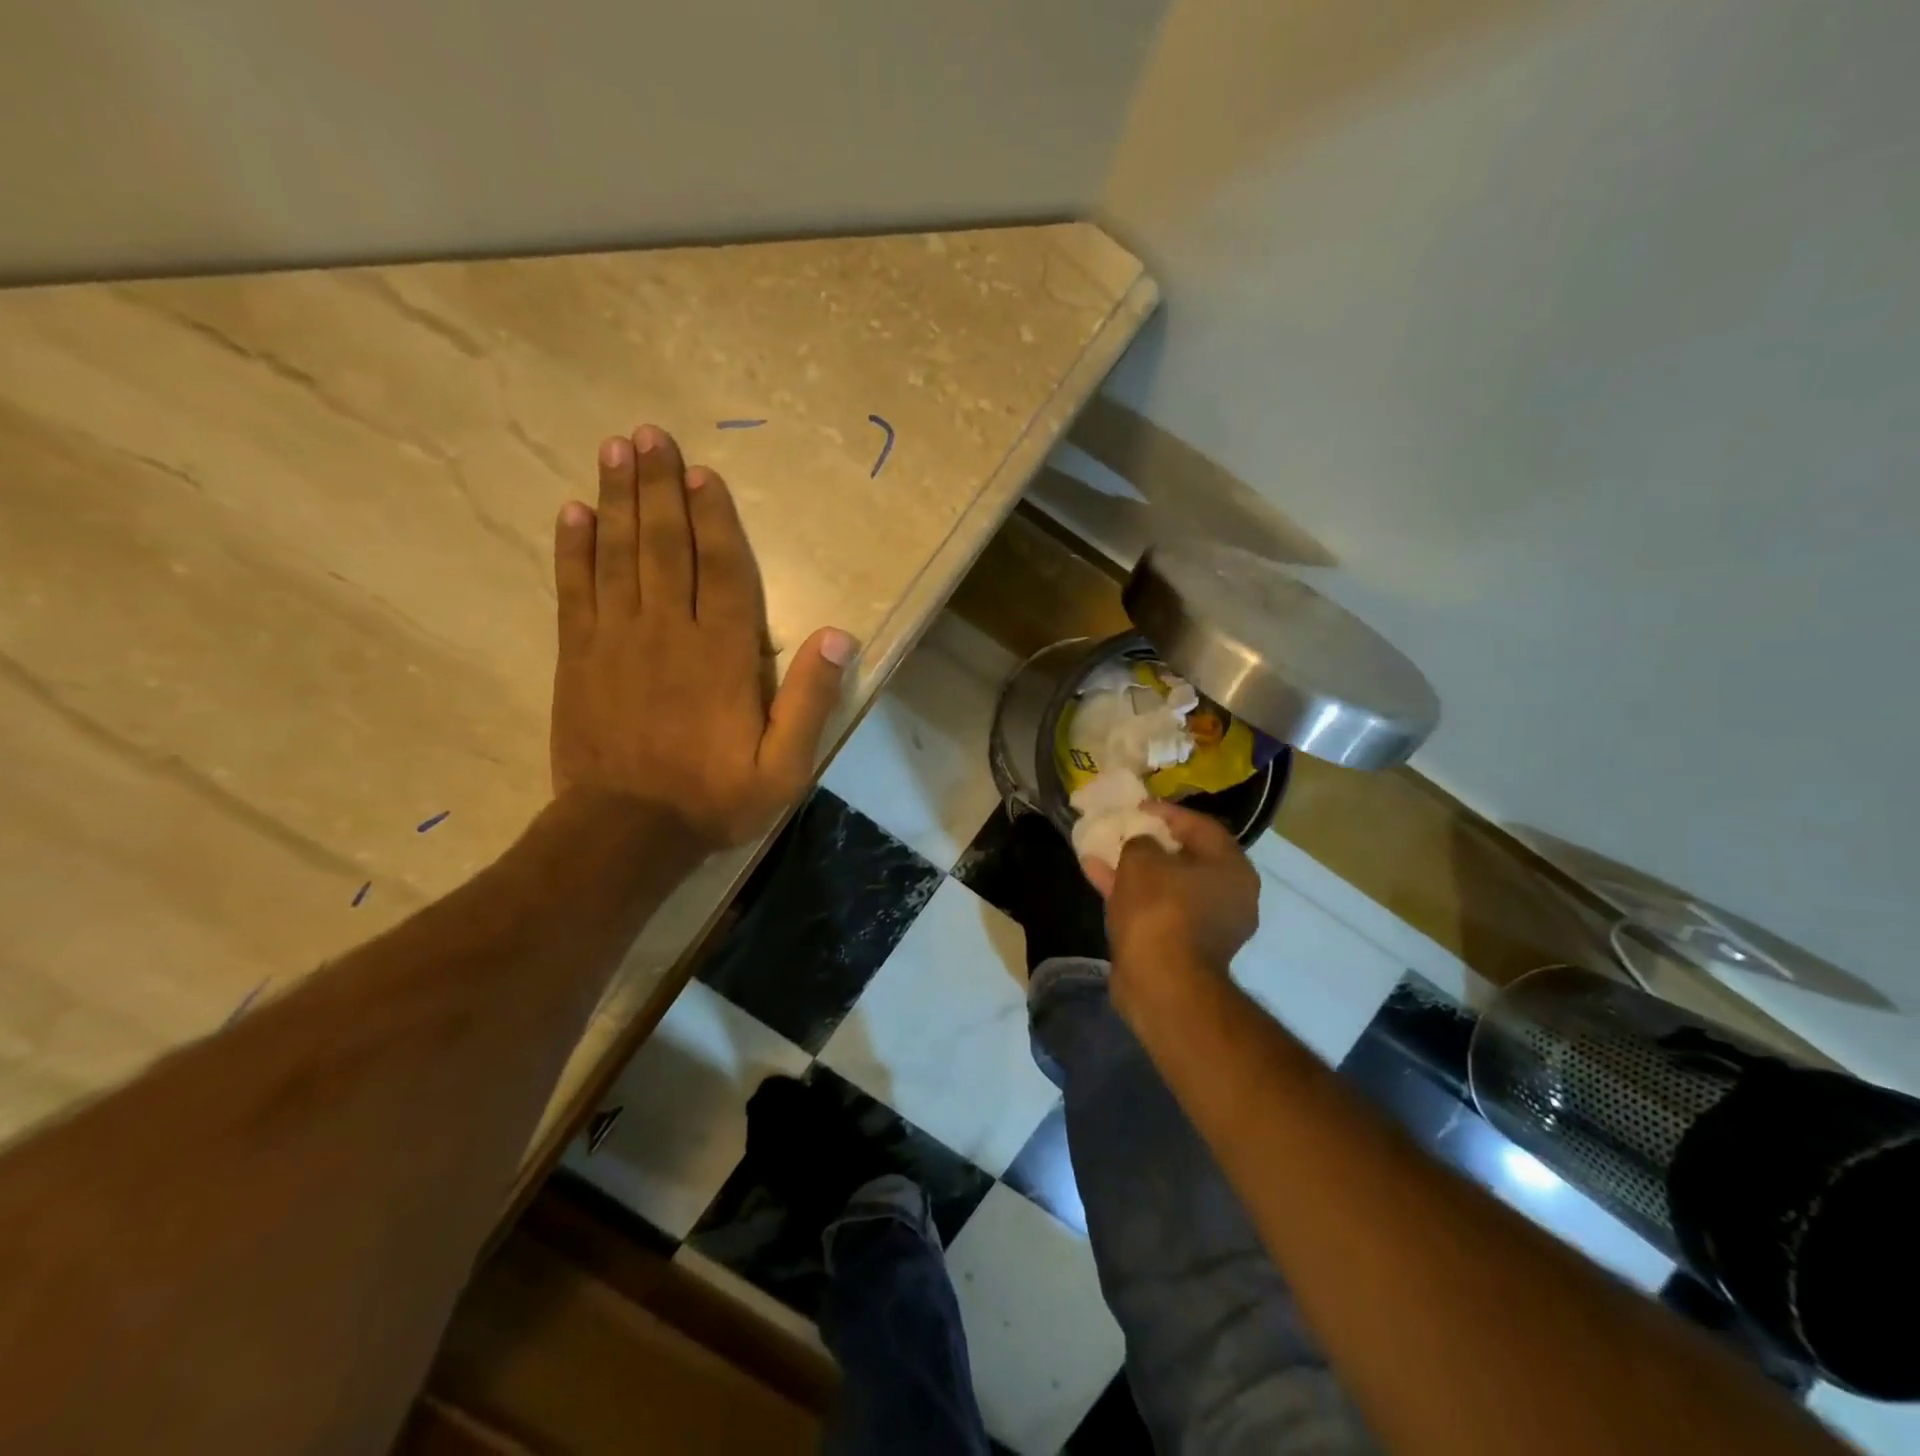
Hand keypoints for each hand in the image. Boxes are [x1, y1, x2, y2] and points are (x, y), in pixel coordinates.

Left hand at [550, 425, 854, 849]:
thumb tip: (839, 637)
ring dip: (617, 499)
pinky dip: (573, 549)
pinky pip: (575, 591)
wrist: (624, 834)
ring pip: (618, 555)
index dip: (714, 518)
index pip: (723, 570)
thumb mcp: (784, 767)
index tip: (702, 473)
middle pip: (665, 545)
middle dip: (658, 487)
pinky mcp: (578, 657)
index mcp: (722, 655)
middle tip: (649, 434)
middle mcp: (669, 632)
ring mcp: (617, 640)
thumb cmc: (712, 799)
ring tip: (615, 450)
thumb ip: (810, 701)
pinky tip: (573, 513)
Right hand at [1084, 801, 1259, 972]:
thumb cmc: (1160, 909)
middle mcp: (1229, 896)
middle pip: (1186, 857)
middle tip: (1124, 829)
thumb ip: (1141, 841)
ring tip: (1102, 851)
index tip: (1139, 806)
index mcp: (1232, 869)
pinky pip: (1157, 909)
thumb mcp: (1142, 859)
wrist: (1161, 982)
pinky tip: (1097, 876)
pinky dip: (1131, 893)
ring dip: (1135, 868)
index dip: (1168, 812)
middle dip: (1150, 842)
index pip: (1202, 826)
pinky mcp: (1183, 947)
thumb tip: (1142, 846)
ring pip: (1167, 885)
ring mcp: (1208, 925)